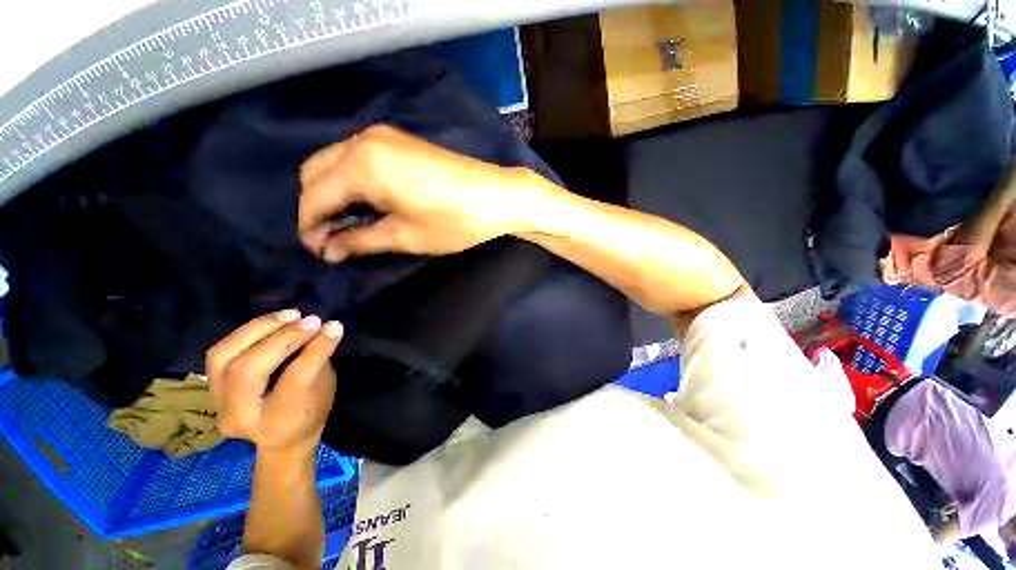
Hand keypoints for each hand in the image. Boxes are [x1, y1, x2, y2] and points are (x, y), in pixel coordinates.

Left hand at [206, 310, 342, 452]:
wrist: (281, 441)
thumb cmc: (312, 413)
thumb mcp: (325, 390)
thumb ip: (319, 361)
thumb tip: (324, 328)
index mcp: (279, 422)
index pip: (294, 380)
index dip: (315, 349)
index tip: (333, 326)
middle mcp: (241, 417)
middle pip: (249, 370)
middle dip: (282, 338)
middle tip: (311, 320)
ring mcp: (219, 404)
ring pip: (224, 358)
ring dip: (259, 329)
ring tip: (289, 315)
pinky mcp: (210, 389)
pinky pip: (219, 354)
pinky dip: (246, 333)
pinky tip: (270, 323)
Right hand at [298, 125, 552, 262]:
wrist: (496, 196)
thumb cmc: (453, 221)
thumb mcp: (405, 236)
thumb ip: (360, 240)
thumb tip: (328, 250)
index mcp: (361, 165)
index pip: (314, 196)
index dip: (309, 226)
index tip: (317, 251)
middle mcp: (363, 141)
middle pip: (316, 173)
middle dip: (316, 206)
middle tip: (332, 238)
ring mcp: (382, 136)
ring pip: (334, 162)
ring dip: (332, 192)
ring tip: (348, 224)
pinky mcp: (398, 140)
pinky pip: (357, 157)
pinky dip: (351, 180)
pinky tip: (366, 202)